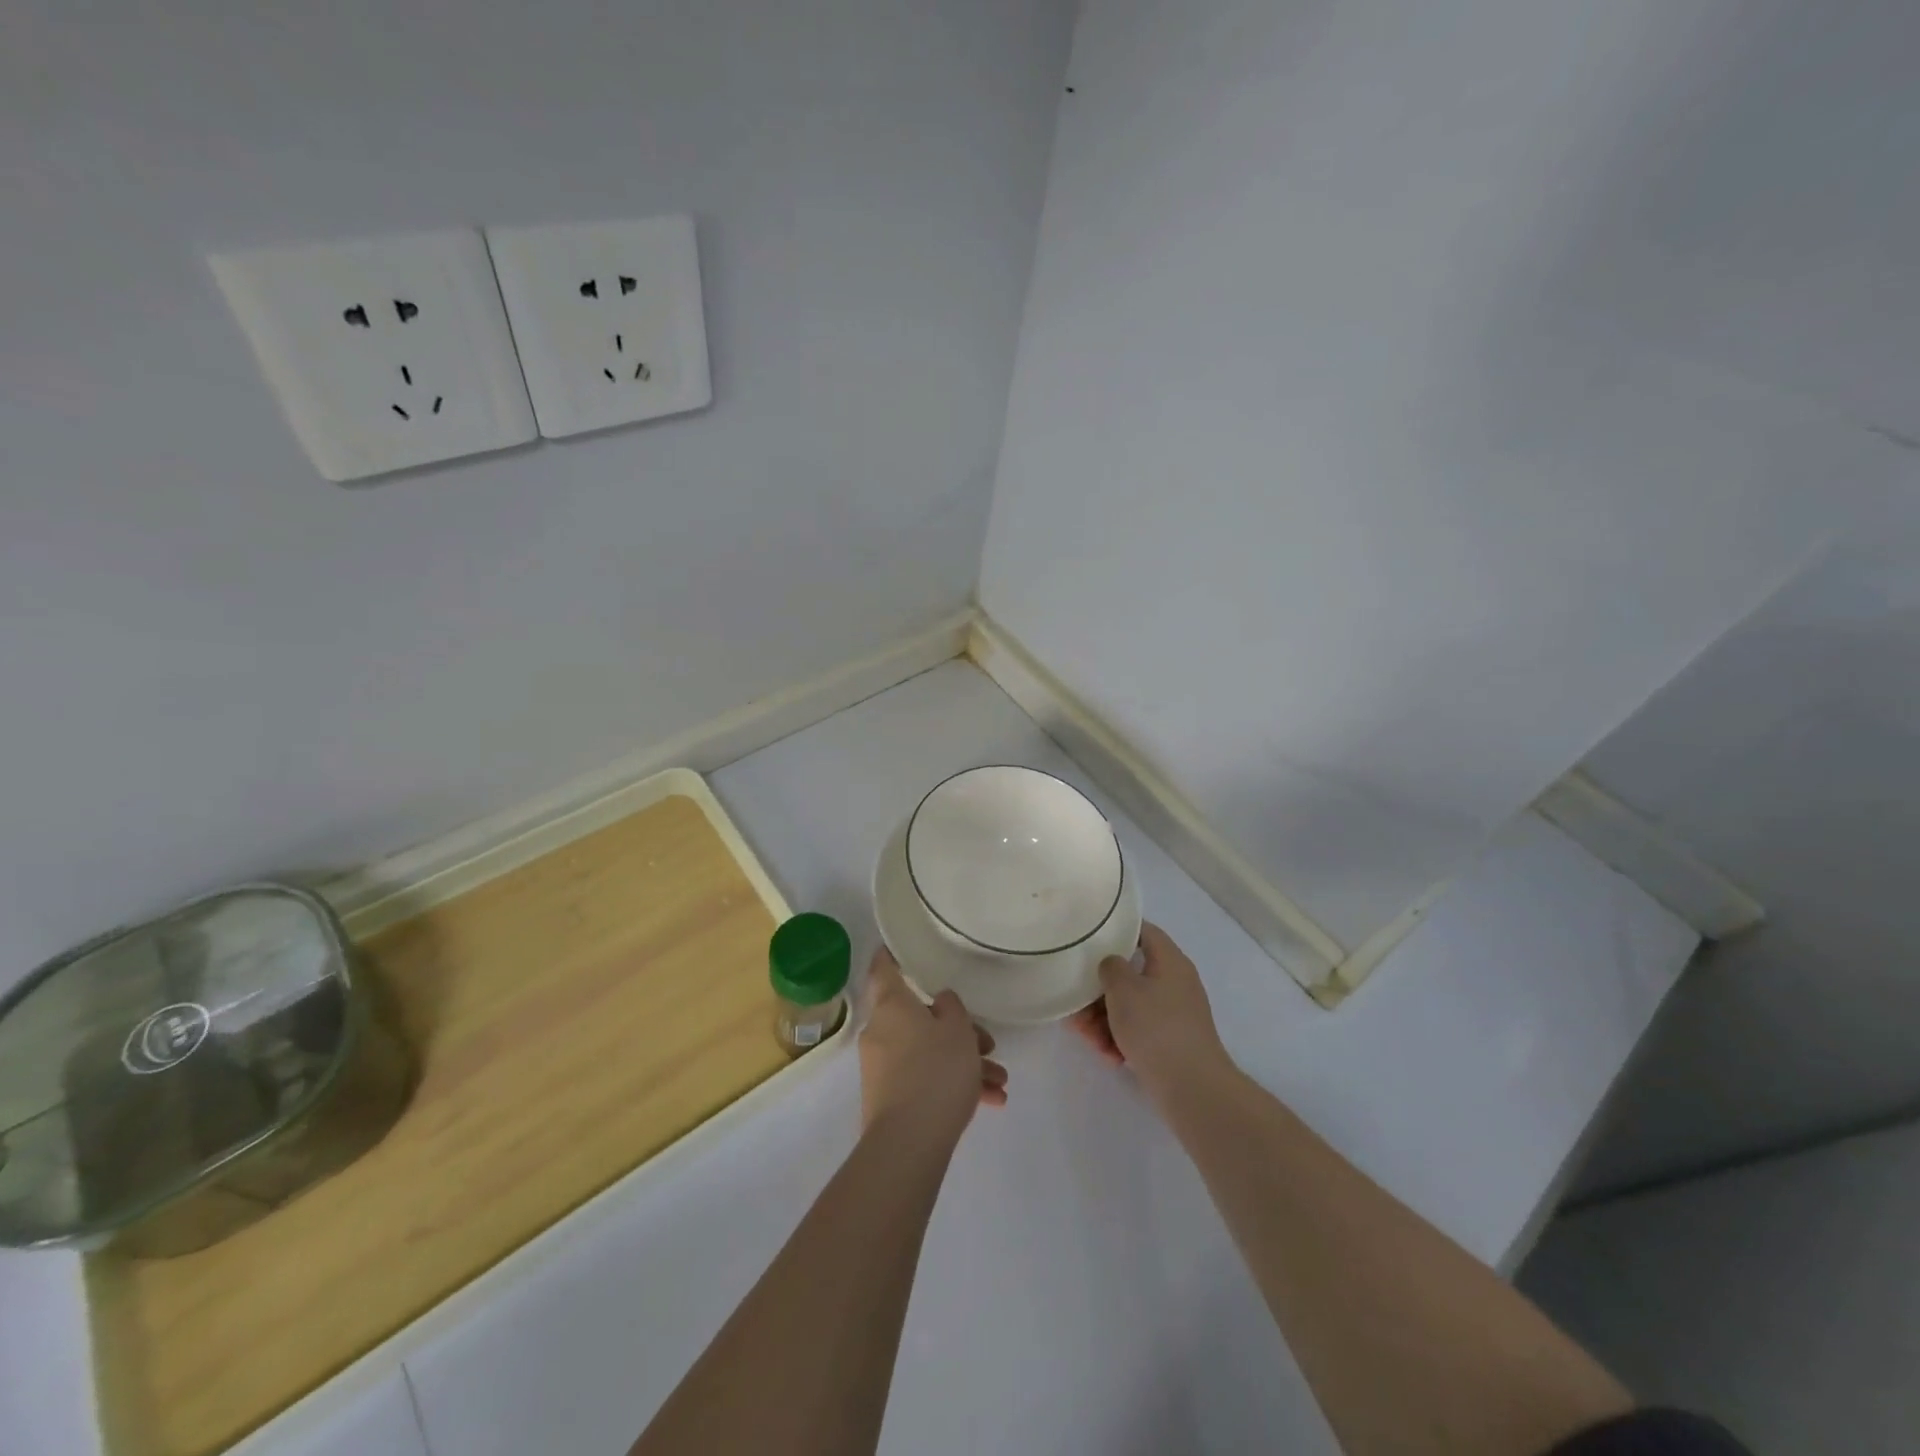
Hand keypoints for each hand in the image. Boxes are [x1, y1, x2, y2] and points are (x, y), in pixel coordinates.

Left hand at [859, 947, 1007, 1142]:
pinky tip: (989, 1102)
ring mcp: (883, 1068)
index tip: (896, 948)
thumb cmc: (935, 1071)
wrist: (908, 1143)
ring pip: (927, 1052)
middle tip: (989, 1045)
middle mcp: (881, 1031)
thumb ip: (952, 1008)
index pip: (885, 969)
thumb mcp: (958, 1030)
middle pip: (920, 1018)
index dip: (891, 956)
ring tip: (999, 1082)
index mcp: (892, 1006)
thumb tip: (940, 1002)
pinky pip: (923, 1080)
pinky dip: (952, 1085)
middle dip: (958, 1031)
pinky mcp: (889, 1099)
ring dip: (963, 1063)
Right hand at [1068, 922, 1230, 1100]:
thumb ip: (1110, 966)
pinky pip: (1138, 1031)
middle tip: (1076, 1003)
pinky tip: (1108, 1055)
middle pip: (1130, 974)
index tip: (1088, 938)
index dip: (1116, 930)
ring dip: (1104, 1019)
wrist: (1192, 1088)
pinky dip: (1120, 1038)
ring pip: (1130, 1006)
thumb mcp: (1123, 988)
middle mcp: (1174, 983)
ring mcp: (1173, 1014)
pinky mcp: (1170, 1042)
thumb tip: (1112, 964)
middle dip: (1099, 990)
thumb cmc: (1156, 1027)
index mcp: (1170, 961)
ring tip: (1087, 1037)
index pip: (1143, 931)